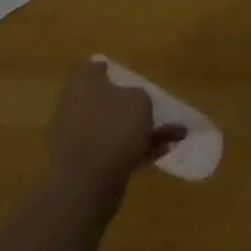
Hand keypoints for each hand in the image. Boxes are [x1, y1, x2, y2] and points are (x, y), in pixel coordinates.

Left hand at [45, 59, 183, 209]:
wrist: (86, 183)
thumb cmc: (112, 127)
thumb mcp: (140, 100)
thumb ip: (140, 96)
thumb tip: (134, 102)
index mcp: (83, 84)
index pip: (93, 68)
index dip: (110, 70)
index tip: (129, 76)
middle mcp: (75, 107)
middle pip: (106, 100)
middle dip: (133, 106)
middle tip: (157, 109)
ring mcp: (79, 138)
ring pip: (114, 128)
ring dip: (142, 131)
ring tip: (175, 135)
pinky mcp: (85, 165)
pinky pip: (115, 151)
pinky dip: (137, 150)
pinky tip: (164, 151)